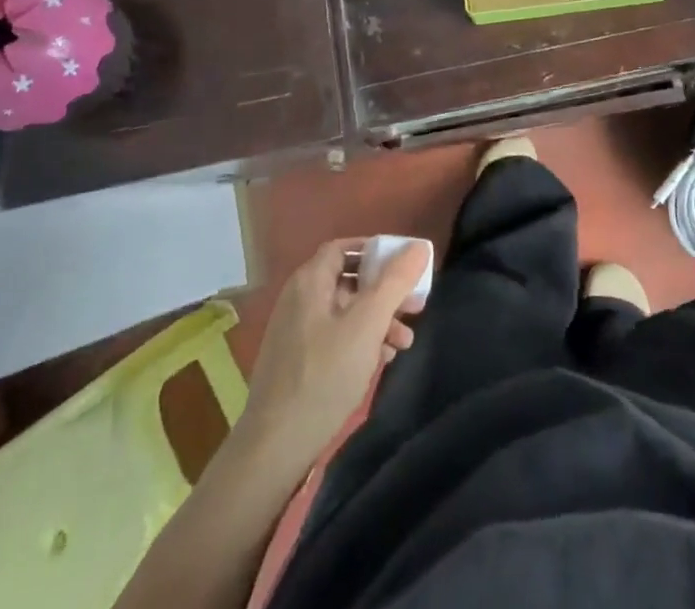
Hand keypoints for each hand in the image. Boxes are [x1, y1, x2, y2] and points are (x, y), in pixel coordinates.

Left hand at [237, 238, 427, 471]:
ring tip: (405, 341)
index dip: (376, 251)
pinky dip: (361, 339)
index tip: (405, 266)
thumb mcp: (367, 324)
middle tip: (415, 306)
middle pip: (349, 280)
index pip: (344, 248)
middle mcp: (299, 299)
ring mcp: (296, 332)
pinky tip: (381, 359)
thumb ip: (395, 282)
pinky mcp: (298, 361)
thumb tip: (419, 246)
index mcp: (310, 282)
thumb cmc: (324, 376)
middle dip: (385, 291)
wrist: (274, 448)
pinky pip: (336, 335)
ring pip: (345, 311)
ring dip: (378, 319)